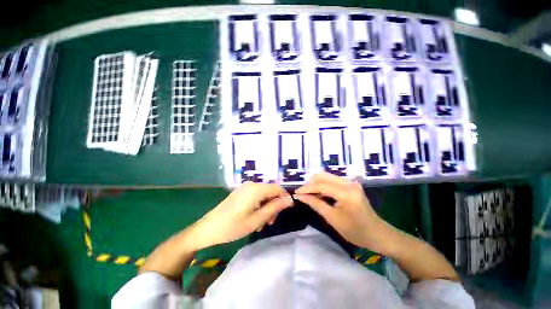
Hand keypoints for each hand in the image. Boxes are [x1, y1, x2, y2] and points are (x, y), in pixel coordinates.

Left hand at [195, 182, 292, 247]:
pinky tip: (254, 218)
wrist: (208, 228)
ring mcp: (245, 188)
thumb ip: (275, 207)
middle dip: (273, 206)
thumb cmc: (234, 226)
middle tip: (270, 222)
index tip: (285, 211)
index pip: (278, 188)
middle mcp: (252, 185)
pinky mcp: (241, 192)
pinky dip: (259, 206)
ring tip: (261, 223)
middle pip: (270, 192)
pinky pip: (255, 196)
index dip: (284, 198)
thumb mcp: (258, 219)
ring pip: (263, 195)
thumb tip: (290, 200)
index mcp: (256, 189)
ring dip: (266, 208)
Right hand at [294, 173, 390, 252]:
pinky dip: (323, 185)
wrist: (378, 234)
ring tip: (309, 195)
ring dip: (316, 184)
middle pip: (323, 176)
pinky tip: (319, 194)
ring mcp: (351, 182)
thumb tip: (300, 196)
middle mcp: (349, 183)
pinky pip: (332, 180)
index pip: (321, 185)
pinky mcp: (351, 184)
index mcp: (346, 193)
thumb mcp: (332, 219)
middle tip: (302, 194)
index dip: (306, 188)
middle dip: (310, 184)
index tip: (296, 193)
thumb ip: (315, 204)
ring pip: (327, 177)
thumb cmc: (356, 231)